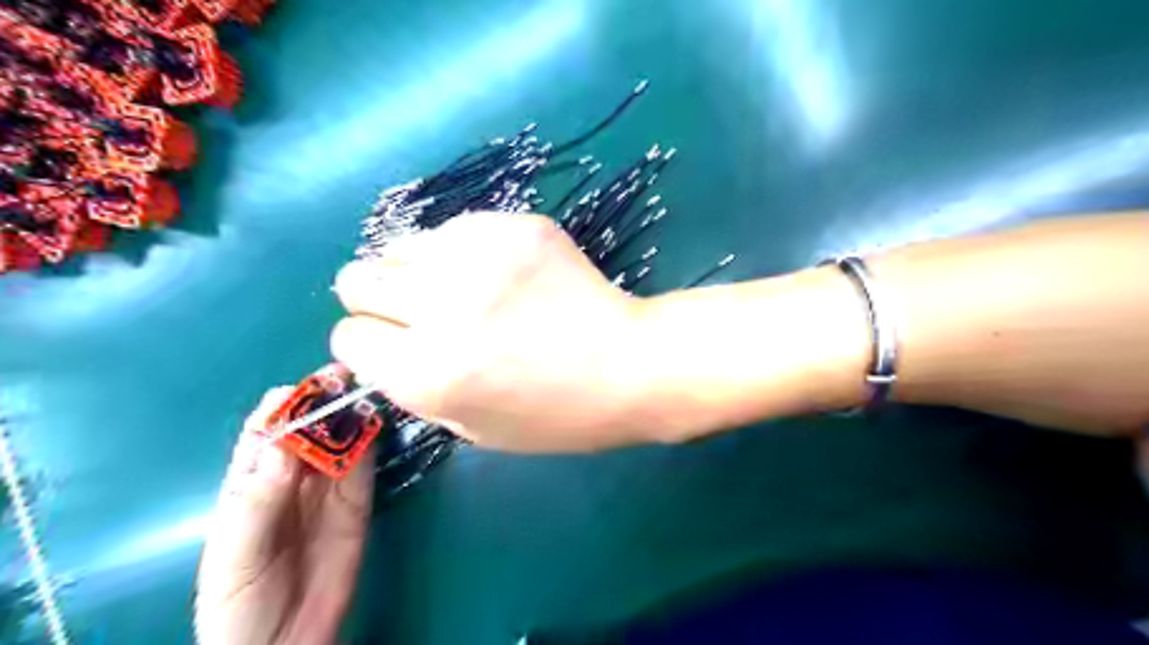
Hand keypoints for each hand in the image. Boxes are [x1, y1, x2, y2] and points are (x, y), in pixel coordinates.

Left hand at [194, 387, 375, 644]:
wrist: (283, 644)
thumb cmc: (239, 602)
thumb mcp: (235, 554)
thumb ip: (257, 501)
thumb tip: (284, 447)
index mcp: (251, 482)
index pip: (265, 431)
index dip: (283, 405)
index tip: (305, 388)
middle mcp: (293, 476)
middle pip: (309, 427)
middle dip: (324, 399)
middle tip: (345, 379)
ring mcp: (329, 487)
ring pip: (342, 439)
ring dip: (353, 414)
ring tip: (368, 393)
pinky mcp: (359, 501)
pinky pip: (366, 465)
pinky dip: (373, 442)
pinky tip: (379, 424)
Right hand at [332, 211, 655, 453]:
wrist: (627, 364)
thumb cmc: (555, 414)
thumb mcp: (471, 428)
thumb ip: (413, 387)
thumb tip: (383, 346)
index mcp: (424, 373)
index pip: (349, 337)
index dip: (372, 344)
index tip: (398, 345)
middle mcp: (439, 308)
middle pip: (358, 280)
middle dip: (379, 300)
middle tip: (421, 311)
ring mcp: (477, 257)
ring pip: (399, 246)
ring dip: (419, 271)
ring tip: (462, 288)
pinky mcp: (511, 225)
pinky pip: (454, 229)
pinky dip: (462, 251)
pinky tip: (499, 271)